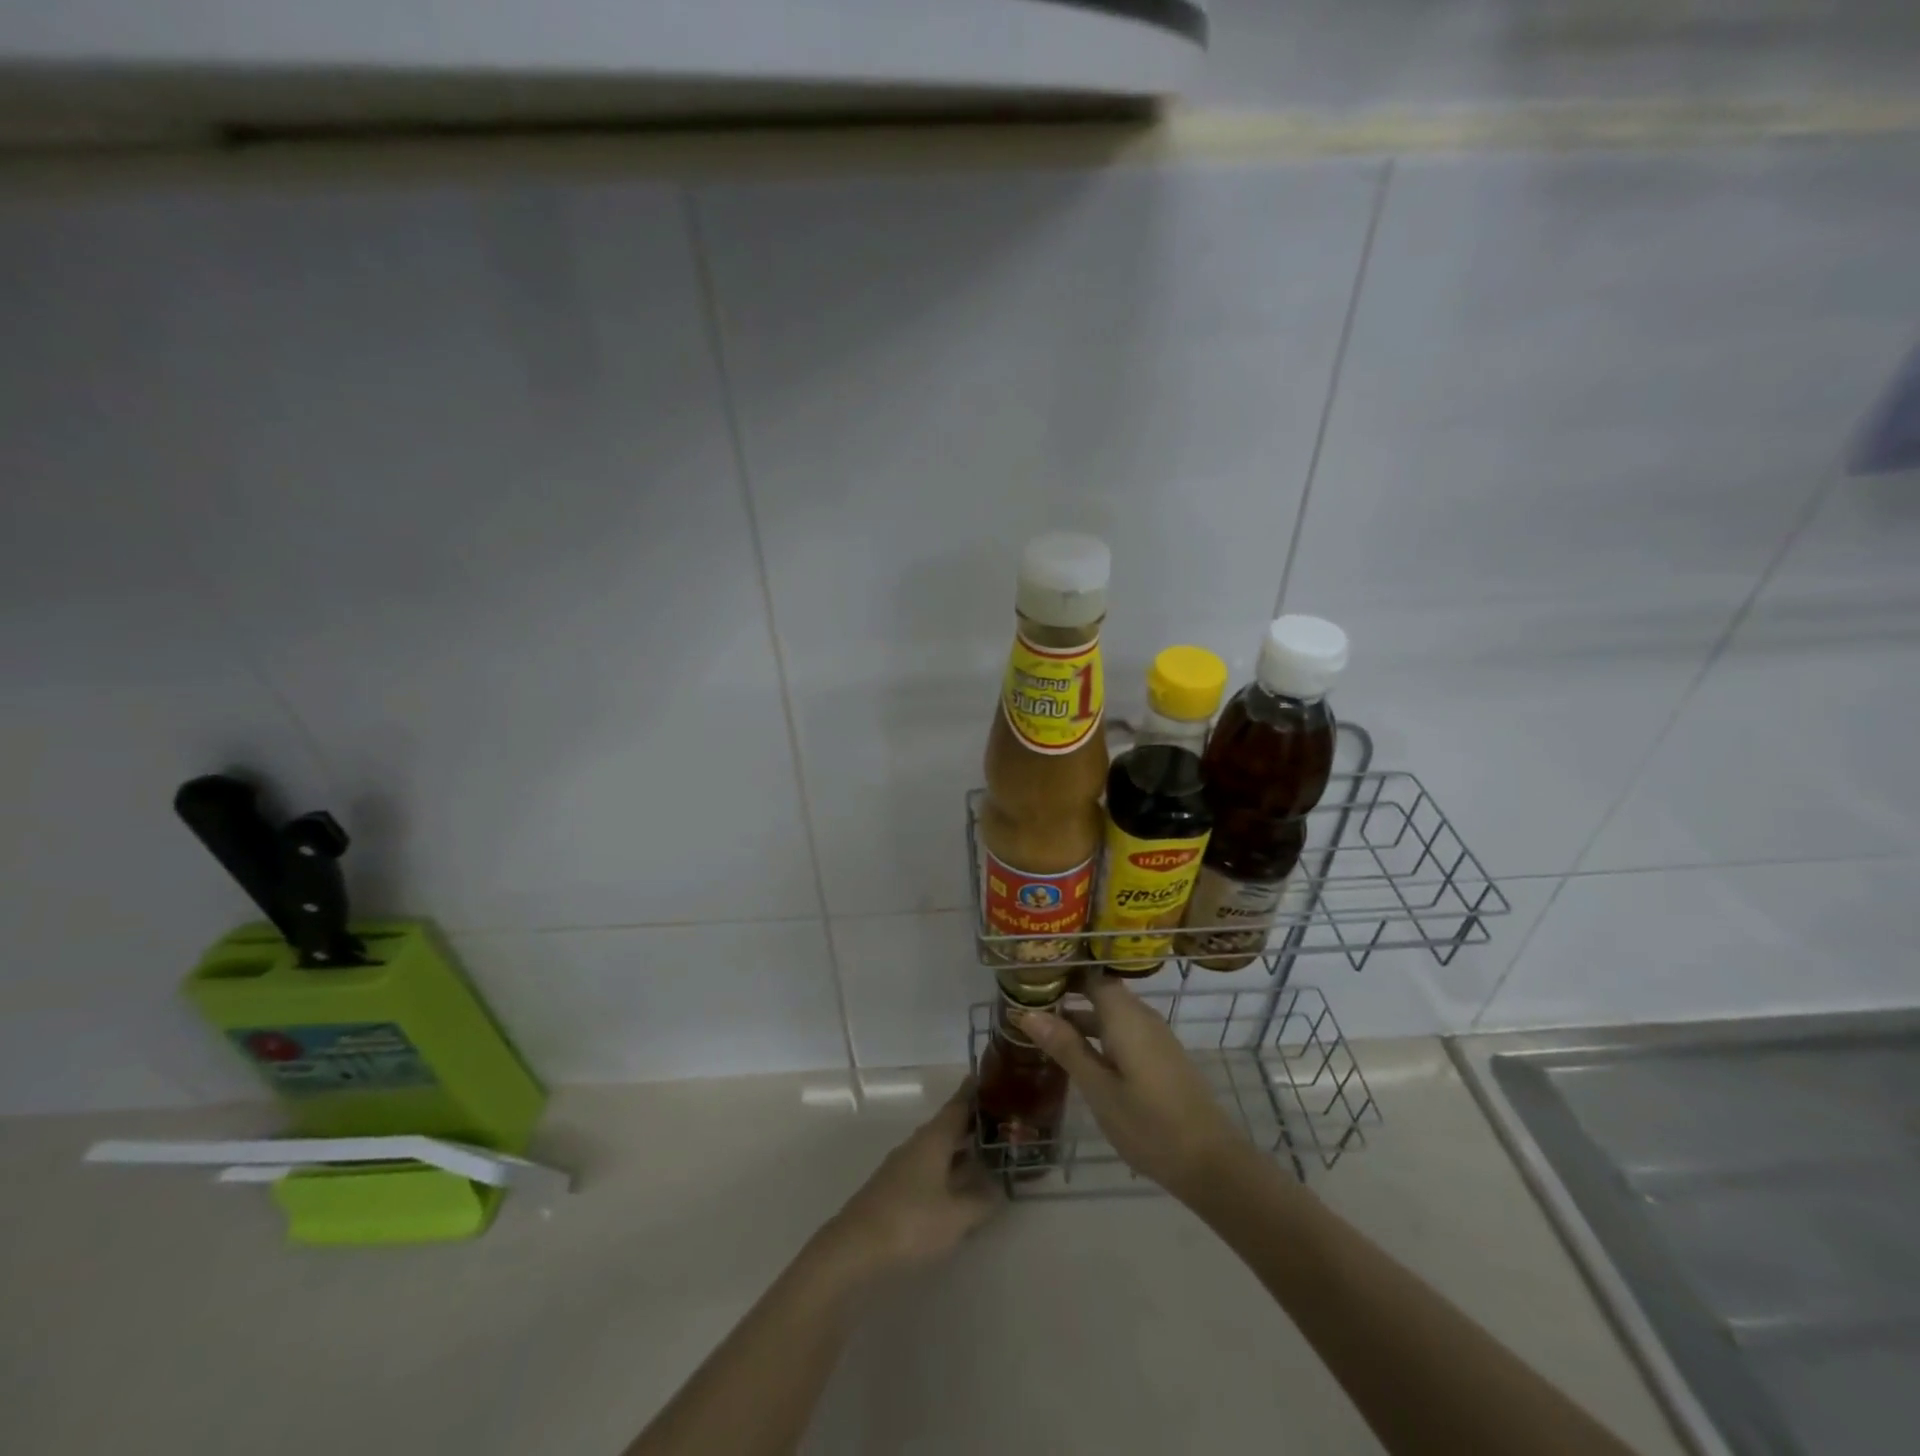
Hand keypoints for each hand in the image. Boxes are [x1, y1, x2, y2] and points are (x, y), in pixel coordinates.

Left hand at [821, 1081, 1000, 1279]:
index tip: (987, 1078)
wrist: (854, 1247)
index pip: (957, 1106)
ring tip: (984, 1151)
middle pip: (947, 1125)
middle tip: (998, 1119)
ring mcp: (903, 1166)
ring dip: (959, 1147)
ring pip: (937, 1148)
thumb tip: (998, 1187)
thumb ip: (981, 1201)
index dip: (972, 1093)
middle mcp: (917, 1144)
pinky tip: (957, 1184)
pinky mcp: (894, 1188)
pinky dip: (946, 1167)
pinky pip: (928, 1166)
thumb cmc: (911, 1222)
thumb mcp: (956, 1216)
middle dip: (970, 1122)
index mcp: (934, 1139)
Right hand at [1020, 975, 1252, 1199]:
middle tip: (1030, 1005)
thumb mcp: (1098, 1088)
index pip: (1090, 976)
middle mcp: (1142, 1017)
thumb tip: (1027, 1012)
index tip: (1031, 979)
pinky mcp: (1162, 1058)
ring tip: (1046, 1032)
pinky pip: (1125, 1032)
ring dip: (1083, 1019)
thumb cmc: (1149, 1124)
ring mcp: (1156, 1038)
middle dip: (1068, 996)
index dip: (1062, 974)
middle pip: (1102, 993)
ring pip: (1113, 1015)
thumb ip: (1065, 1047)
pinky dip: (1101, 1036)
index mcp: (1125, 1016)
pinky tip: (1082, 1058)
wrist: (1211, 1163)